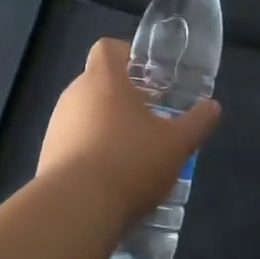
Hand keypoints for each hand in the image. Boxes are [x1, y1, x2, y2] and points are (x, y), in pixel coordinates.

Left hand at [38, 38, 221, 220]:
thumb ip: (197, 122)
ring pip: (85, 114)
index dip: (127, 55)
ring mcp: (56, 126)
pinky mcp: (47, 155)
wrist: (75, 210)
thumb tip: (213, 107)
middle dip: (123, 96)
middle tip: (150, 117)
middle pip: (97, 82)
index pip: (107, 48)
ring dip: (106, 125)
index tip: (148, 76)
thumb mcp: (177, 144)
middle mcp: (74, 95)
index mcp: (103, 80)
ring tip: (133, 152)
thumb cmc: (130, 163)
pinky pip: (73, 142)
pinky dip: (90, 151)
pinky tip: (111, 178)